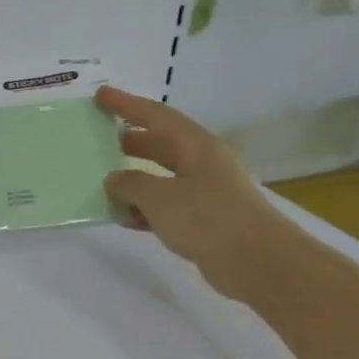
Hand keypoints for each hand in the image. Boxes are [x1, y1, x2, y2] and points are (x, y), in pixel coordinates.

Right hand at [96, 86, 292, 299]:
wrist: (258, 262)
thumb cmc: (209, 219)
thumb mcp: (160, 198)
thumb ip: (131, 184)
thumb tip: (114, 179)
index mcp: (196, 146)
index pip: (156, 116)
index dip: (126, 104)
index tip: (100, 96)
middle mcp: (203, 164)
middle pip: (161, 144)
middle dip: (131, 140)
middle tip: (100, 138)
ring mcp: (206, 192)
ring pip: (162, 177)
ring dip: (135, 178)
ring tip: (105, 180)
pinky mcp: (204, 220)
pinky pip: (167, 206)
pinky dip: (145, 208)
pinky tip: (125, 218)